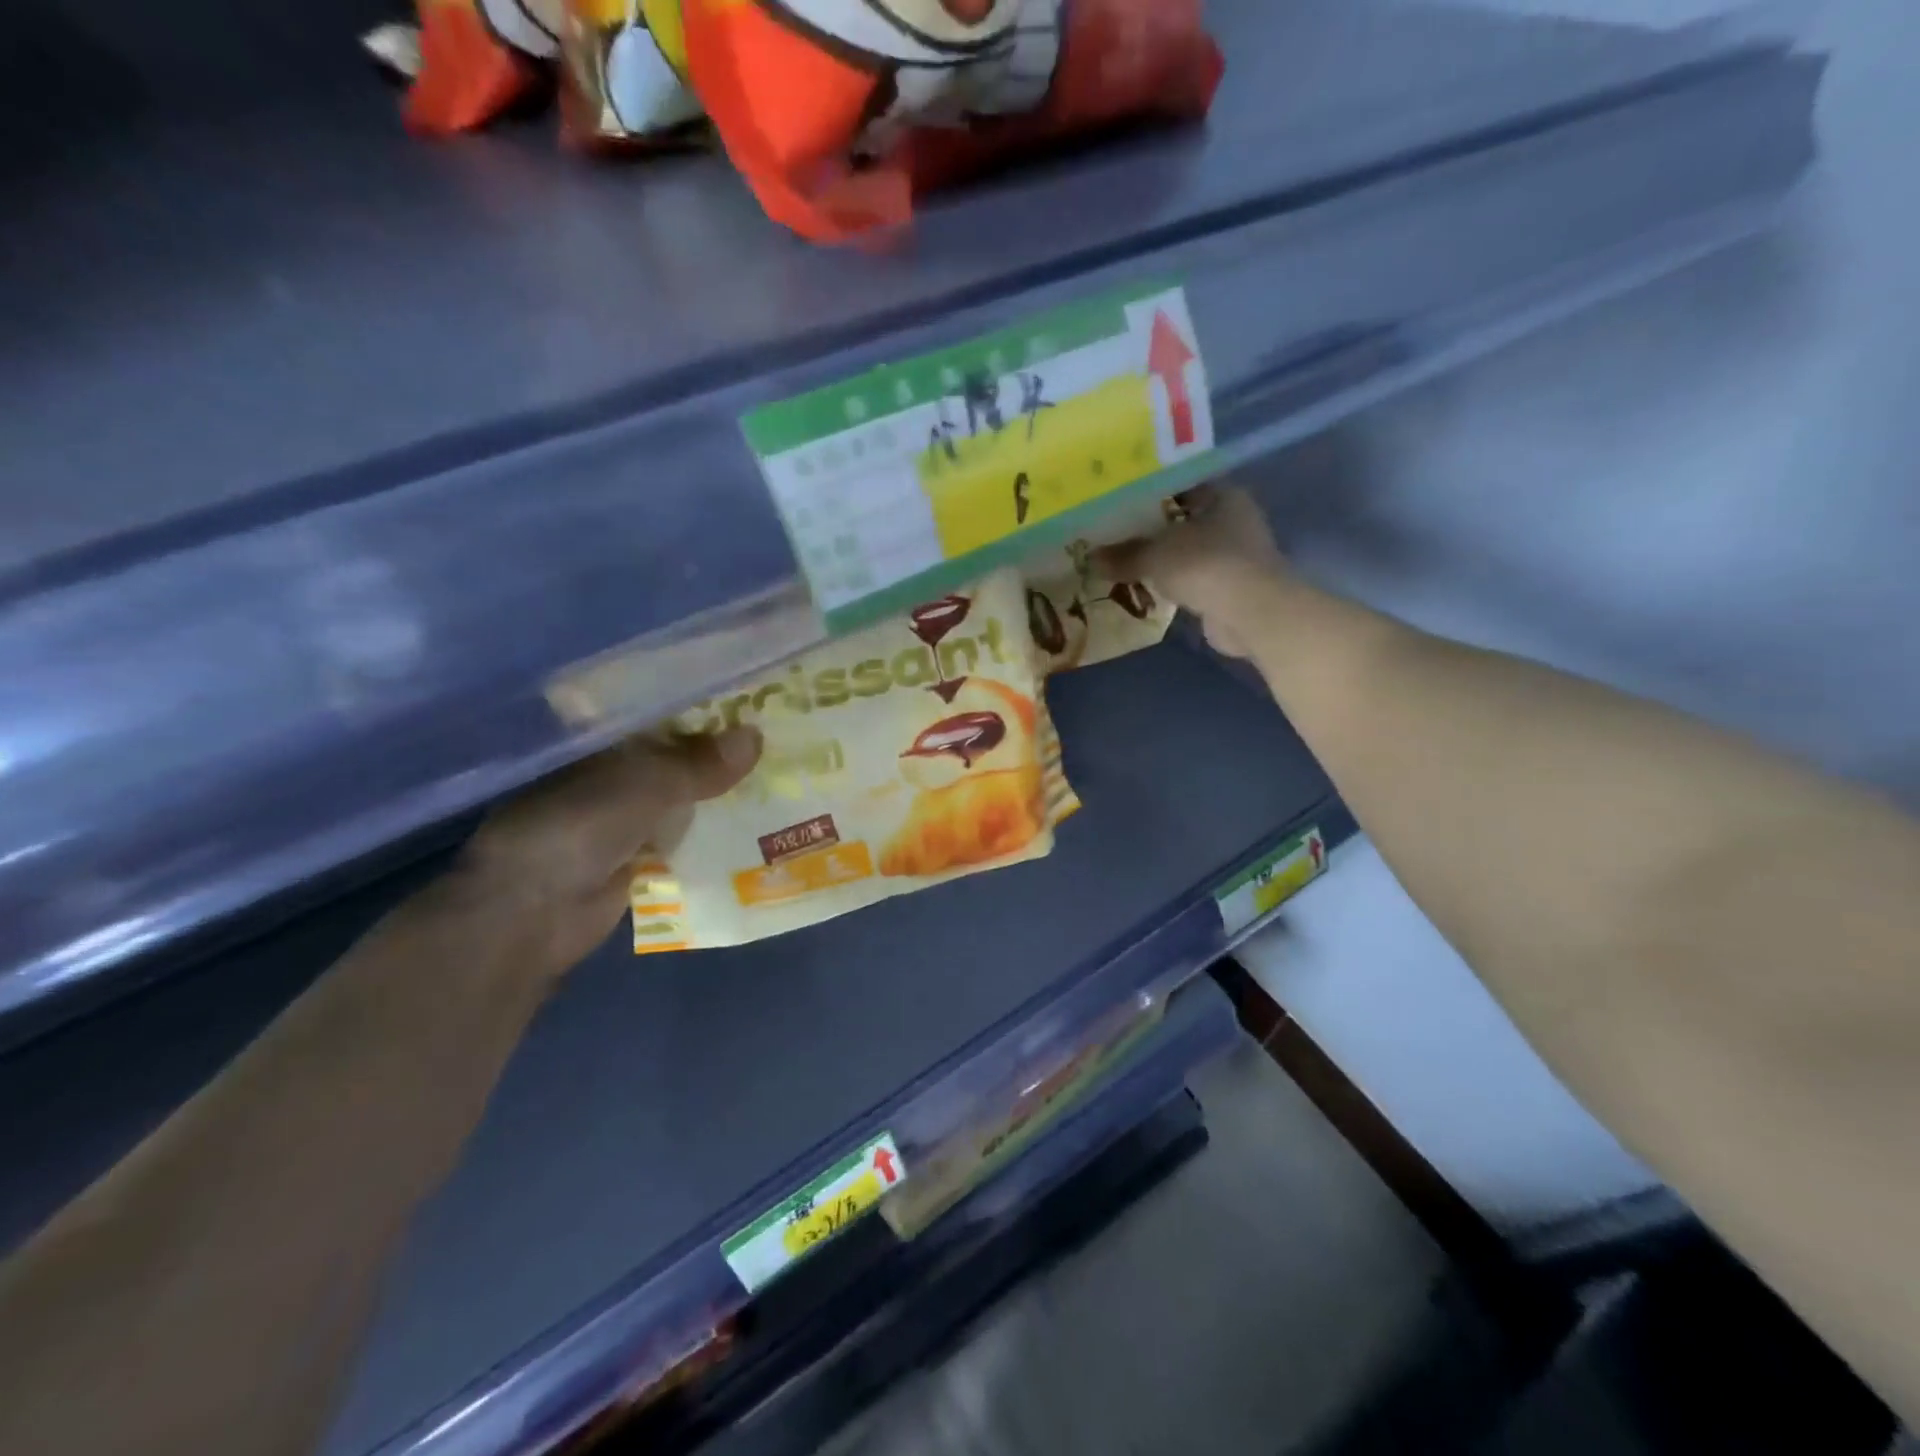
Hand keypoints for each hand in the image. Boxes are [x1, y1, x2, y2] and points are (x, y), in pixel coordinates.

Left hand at [453, 727, 760, 974]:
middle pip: (673, 751)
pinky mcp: (634, 852)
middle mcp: (607, 769)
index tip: (747, 697)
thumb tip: (756, 736)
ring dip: (717, 789)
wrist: (534, 914)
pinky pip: (681, 831)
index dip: (700, 705)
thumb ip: (700, 763)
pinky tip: (753, 818)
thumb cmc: (577, 828)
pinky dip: (709, 826)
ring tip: (775, 771)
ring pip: (680, 792)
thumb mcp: (644, 785)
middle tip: (773, 733)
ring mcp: (619, 813)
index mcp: (597, 740)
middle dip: (717, 748)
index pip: (657, 711)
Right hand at [1099, 486, 1287, 659]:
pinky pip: (1194, 577)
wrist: (1250, 613)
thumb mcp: (1155, 555)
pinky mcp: (1232, 586)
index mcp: (1222, 495)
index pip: (1180, 484)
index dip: (1148, 491)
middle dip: (1152, 528)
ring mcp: (1236, 555)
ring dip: (1163, 557)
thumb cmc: (1205, 565)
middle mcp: (1235, 518)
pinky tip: (1148, 585)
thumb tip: (1092, 558)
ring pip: (1189, 549)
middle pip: (1184, 519)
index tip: (1118, 501)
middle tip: (1115, 532)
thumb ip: (1124, 554)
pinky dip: (1174, 581)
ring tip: (1125, 560)